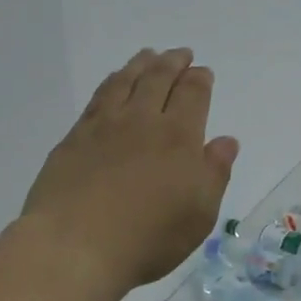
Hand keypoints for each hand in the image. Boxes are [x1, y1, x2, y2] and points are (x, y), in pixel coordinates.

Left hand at [20, 48, 239, 297]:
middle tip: (180, 54)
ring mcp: (103, 126)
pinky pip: (98, 97)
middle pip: (158, 79)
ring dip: (140, 65)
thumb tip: (226, 140)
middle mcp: (141, 120)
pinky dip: (111, 82)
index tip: (202, 72)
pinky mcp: (74, 138)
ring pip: (125, 81)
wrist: (75, 246)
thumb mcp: (198, 214)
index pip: (192, 94)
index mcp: (178, 137)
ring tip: (148, 56)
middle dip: (173, 62)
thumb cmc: (147, 238)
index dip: (199, 80)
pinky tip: (112, 83)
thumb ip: (214, 172)